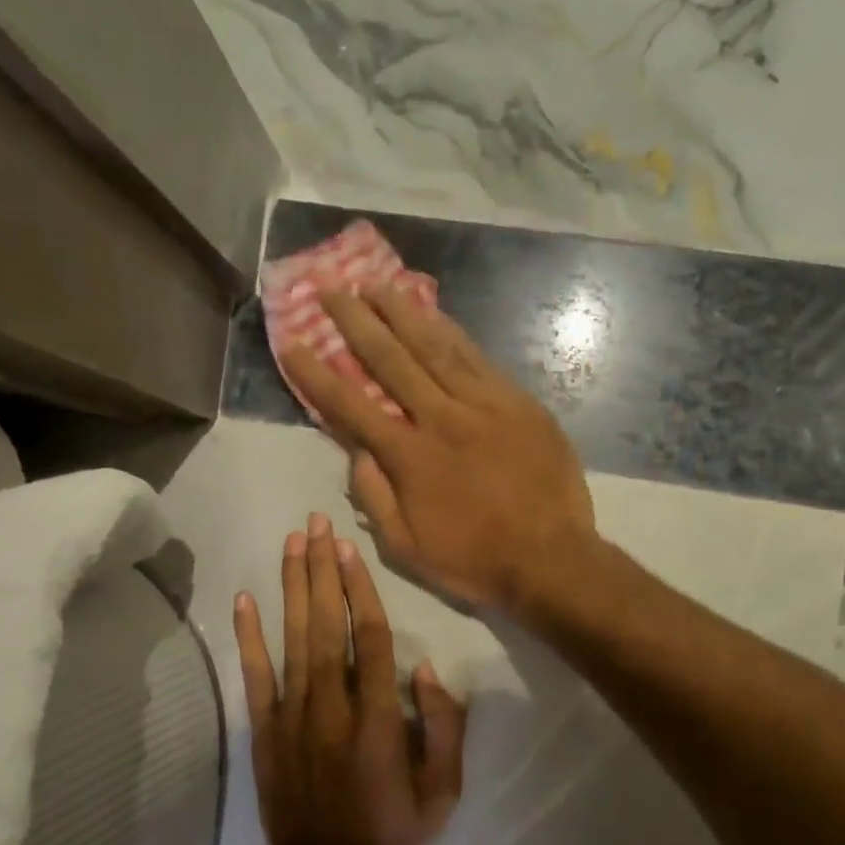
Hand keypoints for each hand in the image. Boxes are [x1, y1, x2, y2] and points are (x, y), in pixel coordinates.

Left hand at [233, 512, 467, 844]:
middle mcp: (333, 707)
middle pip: (327, 625)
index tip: (349, 548)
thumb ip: (444, 728)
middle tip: (315, 523)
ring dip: (292, 588)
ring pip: (293, 639)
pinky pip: (256, 677)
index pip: (371, 638)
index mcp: (379, 720)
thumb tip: (425, 670)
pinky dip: (249, 637)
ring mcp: (293, 718)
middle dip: (322, 570)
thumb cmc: (393, 835)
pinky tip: (244, 600)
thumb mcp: (444, 792)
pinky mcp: (264, 732)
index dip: (360, 589)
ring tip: (291, 543)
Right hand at [279, 288, 597, 614]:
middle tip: (332, 289)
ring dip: (402, 313)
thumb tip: (355, 450)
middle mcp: (441, 419)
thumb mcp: (406, 548)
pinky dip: (452, 332)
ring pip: (435, 347)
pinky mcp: (518, 402)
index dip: (316, 373)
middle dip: (356, 322)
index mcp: (409, 457)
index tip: (292, 342)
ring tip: (377, 284)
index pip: (350, 406)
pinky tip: (435, 313)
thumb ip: (374, 496)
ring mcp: (483, 405)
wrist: (552, 559)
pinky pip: (478, 358)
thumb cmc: (474, 560)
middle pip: (390, 360)